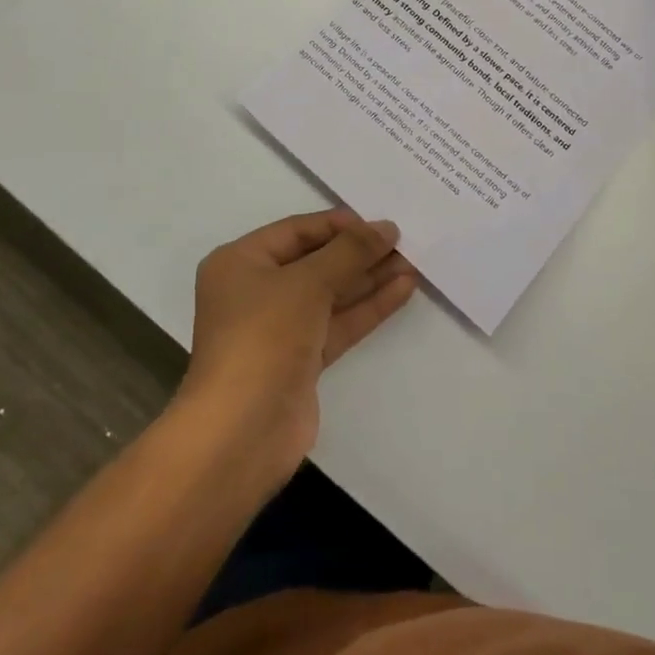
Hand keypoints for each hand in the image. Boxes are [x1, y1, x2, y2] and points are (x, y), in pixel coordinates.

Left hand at [181, 210, 417, 477]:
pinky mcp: (302, 359)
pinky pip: (339, 322)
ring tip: (412, 262)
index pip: (297, 230)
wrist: (242, 432)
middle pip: (316, 261)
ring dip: (370, 278)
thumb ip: (350, 251)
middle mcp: (257, 291)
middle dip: (359, 252)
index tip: (380, 222)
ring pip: (332, 293)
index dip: (339, 224)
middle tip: (404, 241)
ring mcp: (280, 328)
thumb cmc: (264, 337)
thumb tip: (386, 228)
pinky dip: (368, 306)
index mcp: (241, 262)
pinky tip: (403, 289)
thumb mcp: (307, 283)